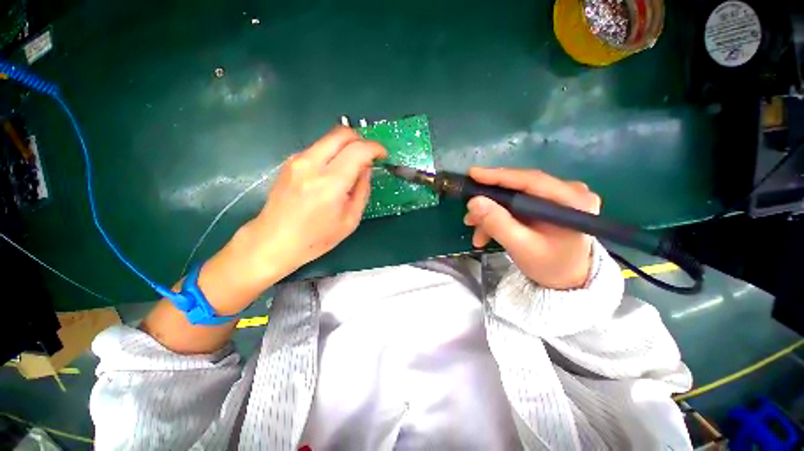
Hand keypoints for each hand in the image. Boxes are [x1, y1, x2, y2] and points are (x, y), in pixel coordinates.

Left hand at [245, 126, 386, 279]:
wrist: (274, 242)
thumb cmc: (316, 238)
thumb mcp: (350, 219)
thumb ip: (362, 189)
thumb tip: (366, 167)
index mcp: (330, 183)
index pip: (358, 150)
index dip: (376, 148)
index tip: (383, 155)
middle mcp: (311, 164)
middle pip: (342, 133)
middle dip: (361, 140)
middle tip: (369, 156)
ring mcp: (297, 160)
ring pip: (329, 138)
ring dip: (346, 146)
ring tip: (352, 165)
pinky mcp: (289, 162)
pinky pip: (318, 147)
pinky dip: (332, 152)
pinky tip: (333, 171)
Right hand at [463, 167, 600, 289]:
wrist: (568, 279)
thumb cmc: (550, 266)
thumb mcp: (521, 248)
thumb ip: (497, 224)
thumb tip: (473, 202)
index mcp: (572, 200)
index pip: (530, 180)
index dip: (498, 176)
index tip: (472, 173)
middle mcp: (569, 191)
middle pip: (519, 188)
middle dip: (490, 201)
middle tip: (469, 213)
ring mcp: (559, 196)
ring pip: (514, 197)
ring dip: (491, 212)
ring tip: (473, 227)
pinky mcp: (548, 203)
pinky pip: (517, 203)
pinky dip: (499, 216)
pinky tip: (486, 231)